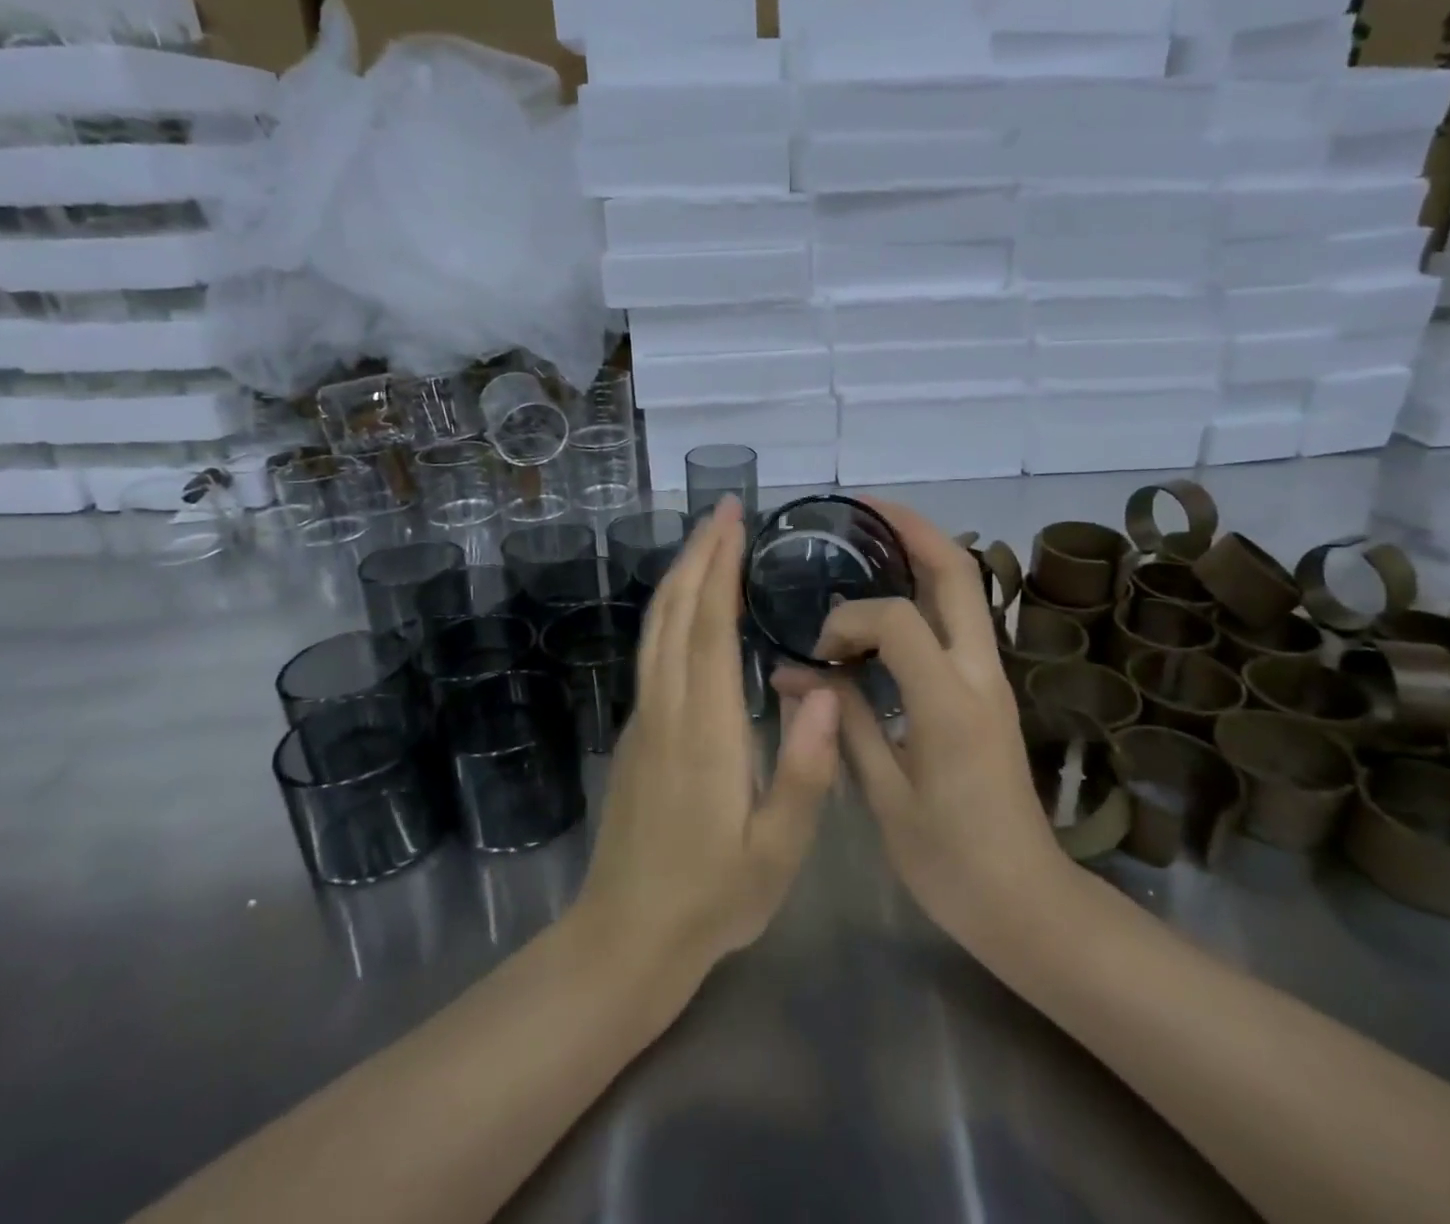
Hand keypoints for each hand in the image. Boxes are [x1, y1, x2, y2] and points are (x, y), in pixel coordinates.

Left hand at [573, 496, 840, 979]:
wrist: (624, 940)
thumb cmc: (711, 898)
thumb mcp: (777, 850)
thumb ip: (804, 771)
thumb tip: (825, 692)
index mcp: (703, 729)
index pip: (708, 627)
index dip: (720, 566)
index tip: (733, 519)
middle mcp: (666, 709)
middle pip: (674, 612)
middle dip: (698, 554)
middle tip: (723, 509)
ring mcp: (644, 720)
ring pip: (655, 629)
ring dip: (680, 576)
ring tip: (708, 541)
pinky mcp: (637, 734)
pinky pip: (653, 652)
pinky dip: (671, 611)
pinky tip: (689, 607)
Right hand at [774, 500, 1066, 949]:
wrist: (1026, 902)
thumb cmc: (950, 861)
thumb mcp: (885, 796)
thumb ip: (843, 722)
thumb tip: (794, 675)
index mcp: (949, 703)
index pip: (897, 619)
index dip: (849, 620)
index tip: (817, 652)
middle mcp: (980, 674)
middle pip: (957, 572)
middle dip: (911, 529)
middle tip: (861, 509)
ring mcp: (992, 678)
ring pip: (966, 589)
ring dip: (923, 553)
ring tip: (873, 537)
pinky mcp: (989, 689)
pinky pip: (960, 619)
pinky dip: (927, 591)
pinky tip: (889, 599)